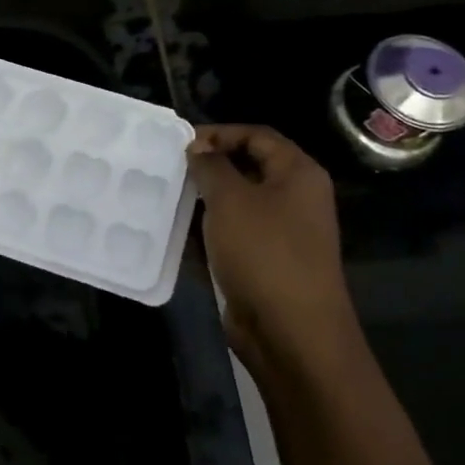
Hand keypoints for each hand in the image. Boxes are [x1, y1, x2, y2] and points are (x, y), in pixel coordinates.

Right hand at [189, 124, 358, 368]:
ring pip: (237, 203)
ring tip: (167, 199)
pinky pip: (232, 234)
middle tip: (170, 170)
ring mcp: (281, 232)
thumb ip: (211, 166)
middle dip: (208, 167)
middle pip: (247, 167)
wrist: (290, 330)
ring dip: (204, 200)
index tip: (181, 144)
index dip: (219, 133)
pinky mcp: (265, 261)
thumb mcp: (231, 199)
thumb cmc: (264, 252)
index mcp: (298, 174)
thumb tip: (199, 149)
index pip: (257, 136)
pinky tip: (178, 233)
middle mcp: (294, 198)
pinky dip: (207, 231)